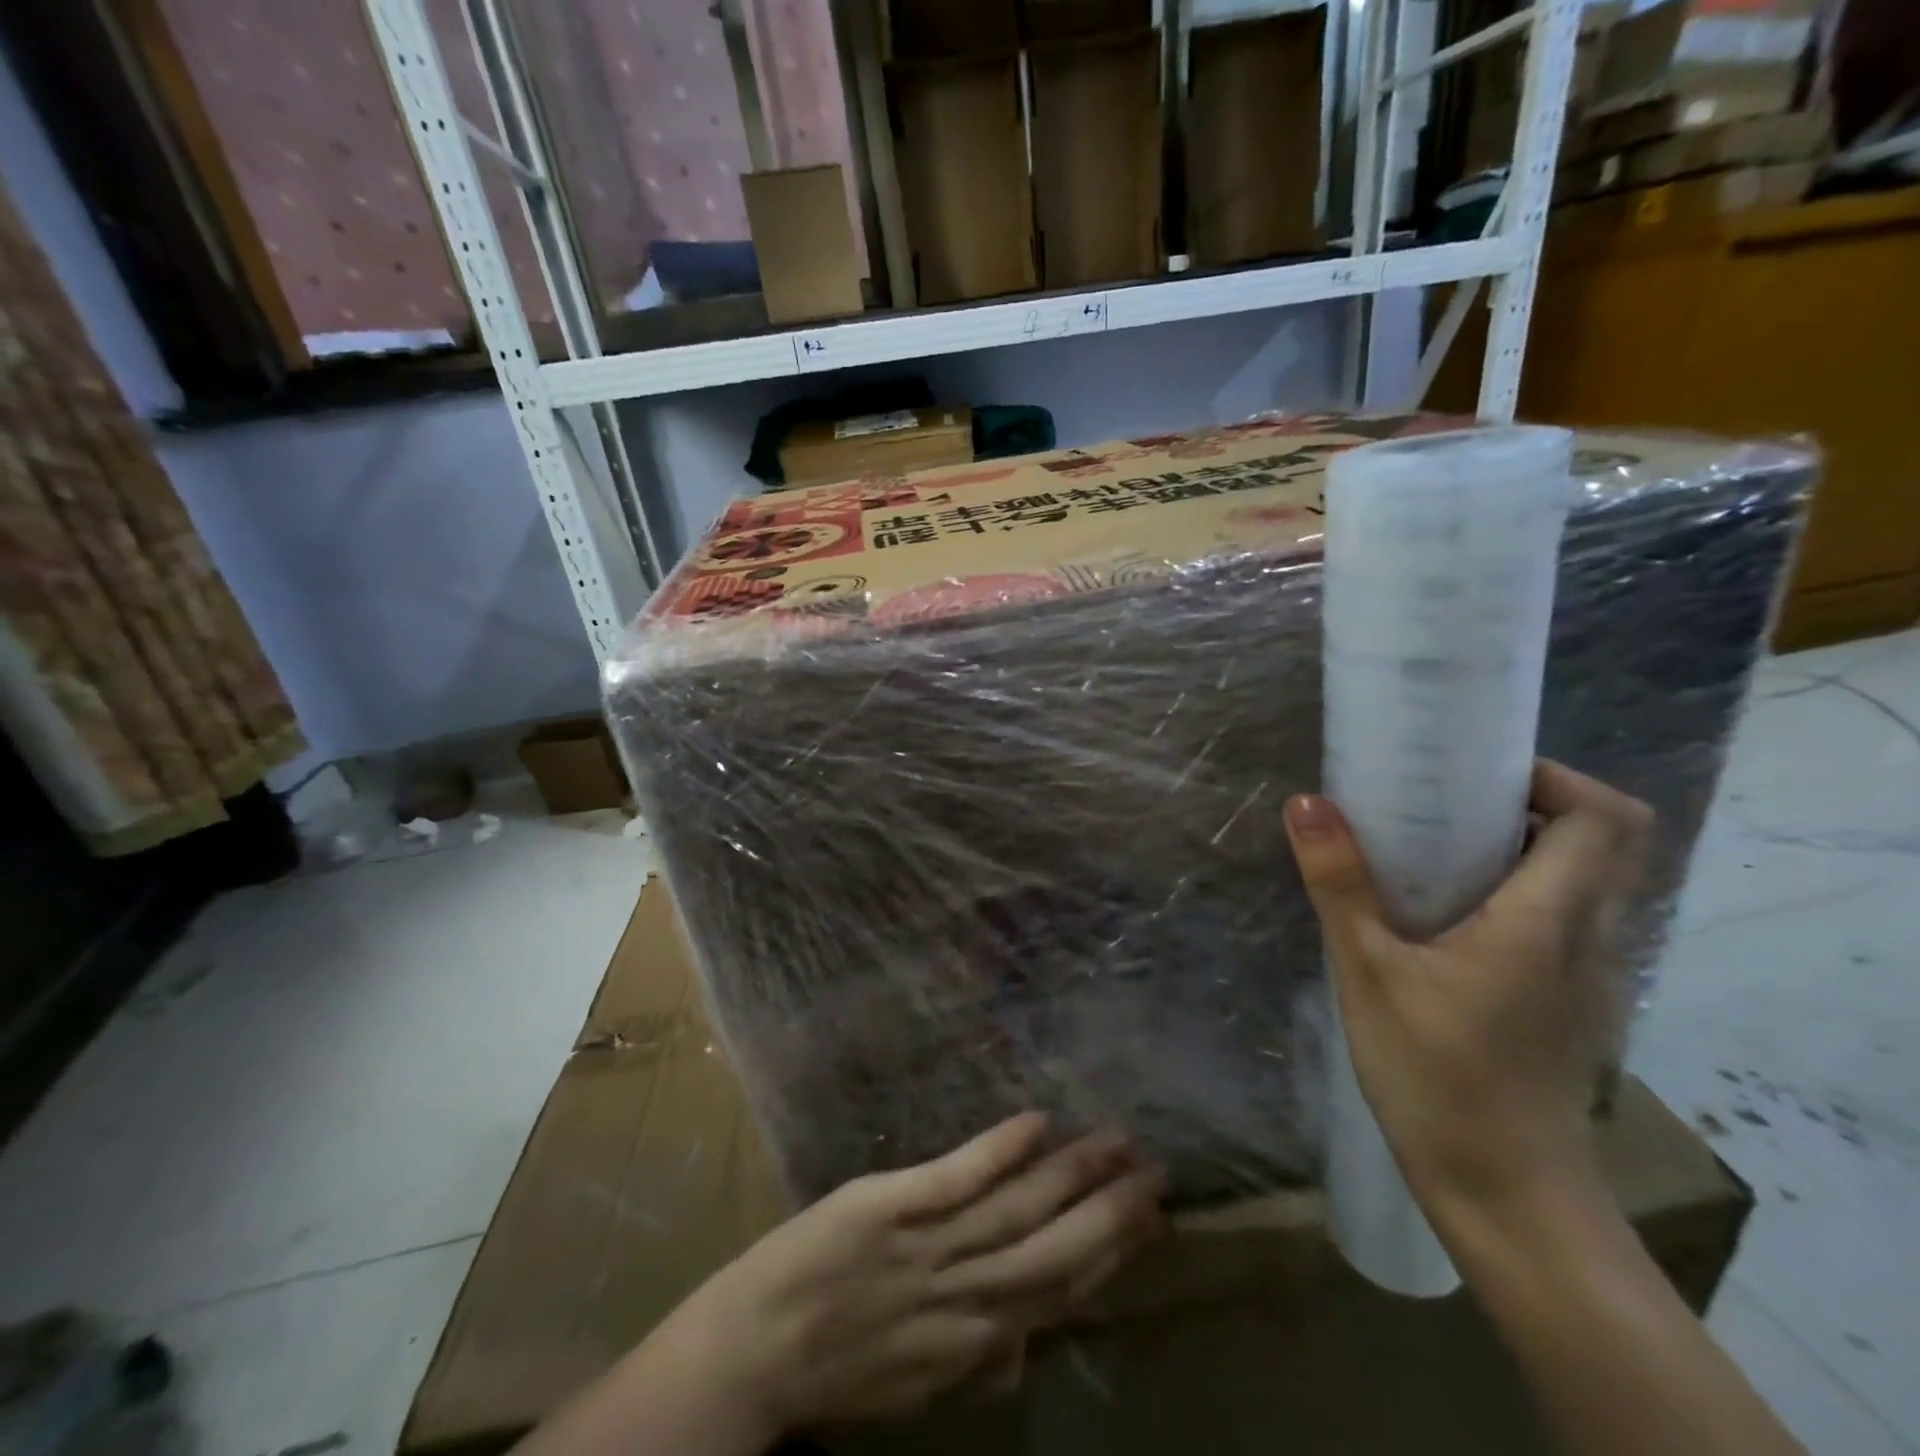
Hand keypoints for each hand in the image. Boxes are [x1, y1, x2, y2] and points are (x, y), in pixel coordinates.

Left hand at [668, 1114, 1164, 1436]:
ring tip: (1116, 1142)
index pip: (1062, 1294)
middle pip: (1056, 1253)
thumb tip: (1030, 1342)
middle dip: (1112, 1213)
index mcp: (975, 1341)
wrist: (752, 1353)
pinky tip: (1037, 1122)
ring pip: (1018, 1211)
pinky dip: (1000, 1151)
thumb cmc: (837, 1367)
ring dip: (1072, 1175)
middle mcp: (966, 1296)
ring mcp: (928, 1247)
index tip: (1150, 1218)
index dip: (1112, 1254)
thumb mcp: (917, 1384)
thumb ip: (976, 1360)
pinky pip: (956, 1178)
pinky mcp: (890, 1205)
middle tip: (1156, 1171)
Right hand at [1284, 760, 1653, 1229]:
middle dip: (1537, 803)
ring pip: (1590, 882)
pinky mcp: (1571, 1002)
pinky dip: (1526, 891)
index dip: (1554, 777)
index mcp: (1549, 919)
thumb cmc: (1436, 1074)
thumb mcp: (1369, 970)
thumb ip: (1339, 883)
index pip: (1603, 817)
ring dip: (1530, 846)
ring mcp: (1588, 975)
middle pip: (1607, 842)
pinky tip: (1450, 914)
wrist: (1505, 1193)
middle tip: (1451, 800)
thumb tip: (1308, 803)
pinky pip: (1568, 920)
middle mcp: (1589, 938)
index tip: (1477, 773)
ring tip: (1442, 845)